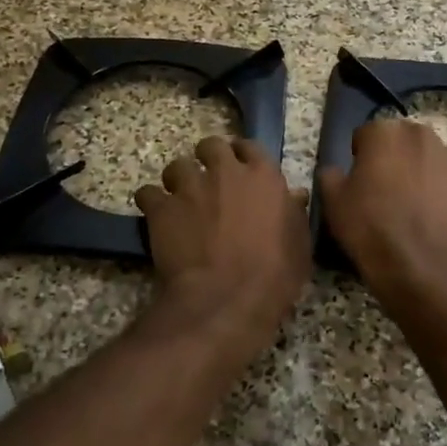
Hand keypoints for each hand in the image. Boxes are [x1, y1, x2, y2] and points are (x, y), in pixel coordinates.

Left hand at [134, 137, 310, 360]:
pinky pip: (147, 193)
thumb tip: (294, 195)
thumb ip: (294, 213)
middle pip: (210, 145)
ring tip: (180, 200)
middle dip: (207, 159)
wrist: (226, 300)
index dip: (242, 156)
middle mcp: (225, 172)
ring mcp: (190, 187)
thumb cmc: (273, 275)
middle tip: (209, 182)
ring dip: (179, 180)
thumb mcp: (299, 245)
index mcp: (263, 176)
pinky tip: (156, 217)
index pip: (250, 146)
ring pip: (177, 166)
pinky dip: (151, 203)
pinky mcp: (161, 207)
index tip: (239, 168)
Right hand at [316, 119, 446, 303]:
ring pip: (428, 161)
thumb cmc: (371, 228)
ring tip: (410, 210)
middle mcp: (422, 136)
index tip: (358, 182)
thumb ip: (330, 175)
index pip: (365, 135)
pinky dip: (441, 196)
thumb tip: (336, 172)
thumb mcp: (332, 201)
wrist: (423, 268)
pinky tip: (432, 221)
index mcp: (386, 132)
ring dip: (418, 175)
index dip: (359, 158)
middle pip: (401, 143)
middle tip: (383, 194)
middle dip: (392, 160)